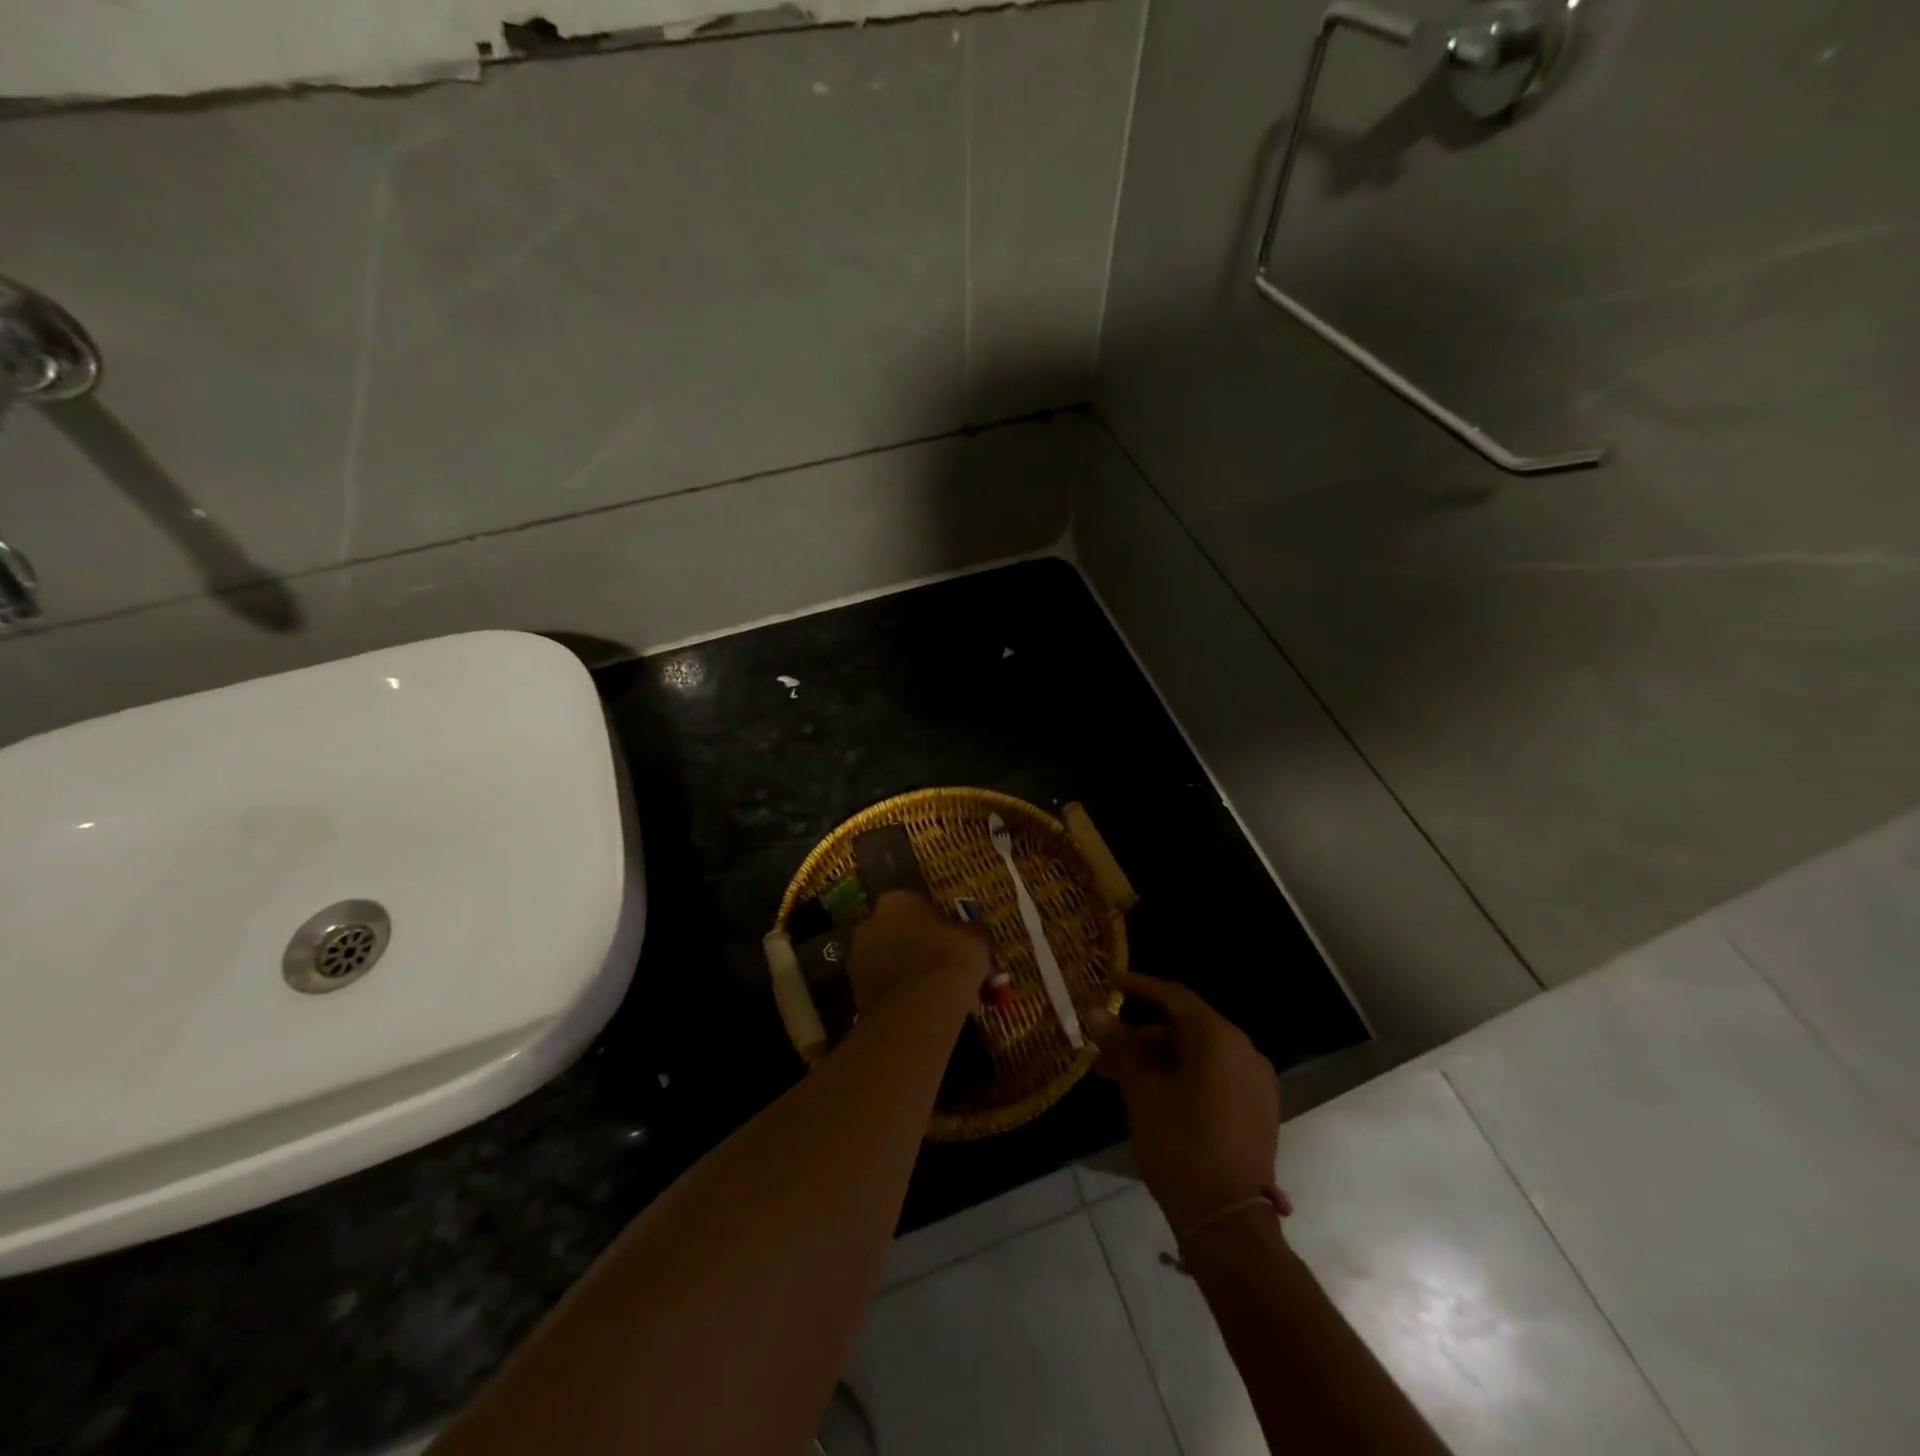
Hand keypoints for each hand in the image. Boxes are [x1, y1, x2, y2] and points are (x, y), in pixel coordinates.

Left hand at [847, 891, 990, 1013]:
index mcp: (896, 901)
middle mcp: (869, 925)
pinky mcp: (856, 993)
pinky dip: (902, 998)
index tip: (954, 941)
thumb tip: (971, 933)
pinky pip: (886, 990)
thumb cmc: (949, 959)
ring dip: (910, 974)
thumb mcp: (976, 938)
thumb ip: (970, 931)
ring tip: (940, 995)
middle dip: (921, 949)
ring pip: (891, 964)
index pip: (917, 905)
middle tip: (946, 968)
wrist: (920, 1009)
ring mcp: (858, 960)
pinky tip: (926, 1011)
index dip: (938, 923)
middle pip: (899, 933)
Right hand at [1089, 972, 1288, 1235]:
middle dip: (1144, 1038)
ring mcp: (1257, 1082)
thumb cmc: (1179, 1145)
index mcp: (1219, 1038)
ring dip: (1162, 1060)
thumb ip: (1120, 1046)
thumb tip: (1094, 1012)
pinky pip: (1217, 1076)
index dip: (1140, 987)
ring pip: (1200, 1055)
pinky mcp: (1260, 1109)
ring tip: (1124, 1080)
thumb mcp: (1141, 1091)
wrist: (1227, 1220)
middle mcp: (1245, 1050)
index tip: (1111, 983)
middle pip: (1186, 1028)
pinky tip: (1156, 1096)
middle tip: (1107, 1054)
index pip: (1174, 996)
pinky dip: (1186, 1076)